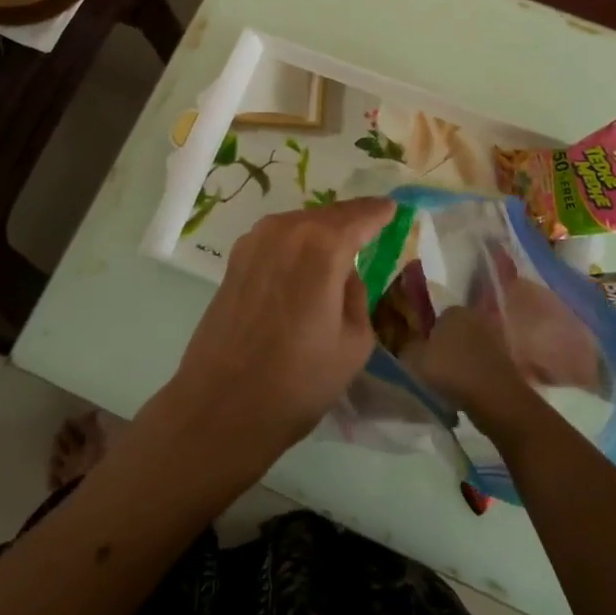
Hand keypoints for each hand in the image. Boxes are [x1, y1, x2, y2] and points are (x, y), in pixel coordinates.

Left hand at [151, 198, 396, 474]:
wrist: (222, 406)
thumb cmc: (298, 380)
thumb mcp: (353, 342)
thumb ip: (356, 295)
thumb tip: (343, 276)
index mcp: (322, 246)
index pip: (359, 216)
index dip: (378, 212)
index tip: (393, 208)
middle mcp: (285, 230)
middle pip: (327, 215)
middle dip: (350, 218)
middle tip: (371, 223)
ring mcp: (253, 242)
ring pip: (299, 224)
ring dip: (321, 229)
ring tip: (340, 245)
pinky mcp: (234, 261)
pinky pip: (277, 239)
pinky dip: (296, 242)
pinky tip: (304, 261)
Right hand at [410, 304, 536, 437]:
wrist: (496, 399)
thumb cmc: (451, 372)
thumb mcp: (413, 359)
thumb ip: (406, 348)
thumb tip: (407, 345)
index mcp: (453, 310)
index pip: (433, 318)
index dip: (424, 337)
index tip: (417, 355)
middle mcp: (475, 317)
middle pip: (451, 332)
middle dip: (442, 348)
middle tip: (429, 370)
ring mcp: (493, 338)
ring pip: (466, 350)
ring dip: (457, 364)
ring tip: (445, 386)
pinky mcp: (505, 360)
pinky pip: (479, 365)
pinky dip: (471, 376)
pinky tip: (463, 393)